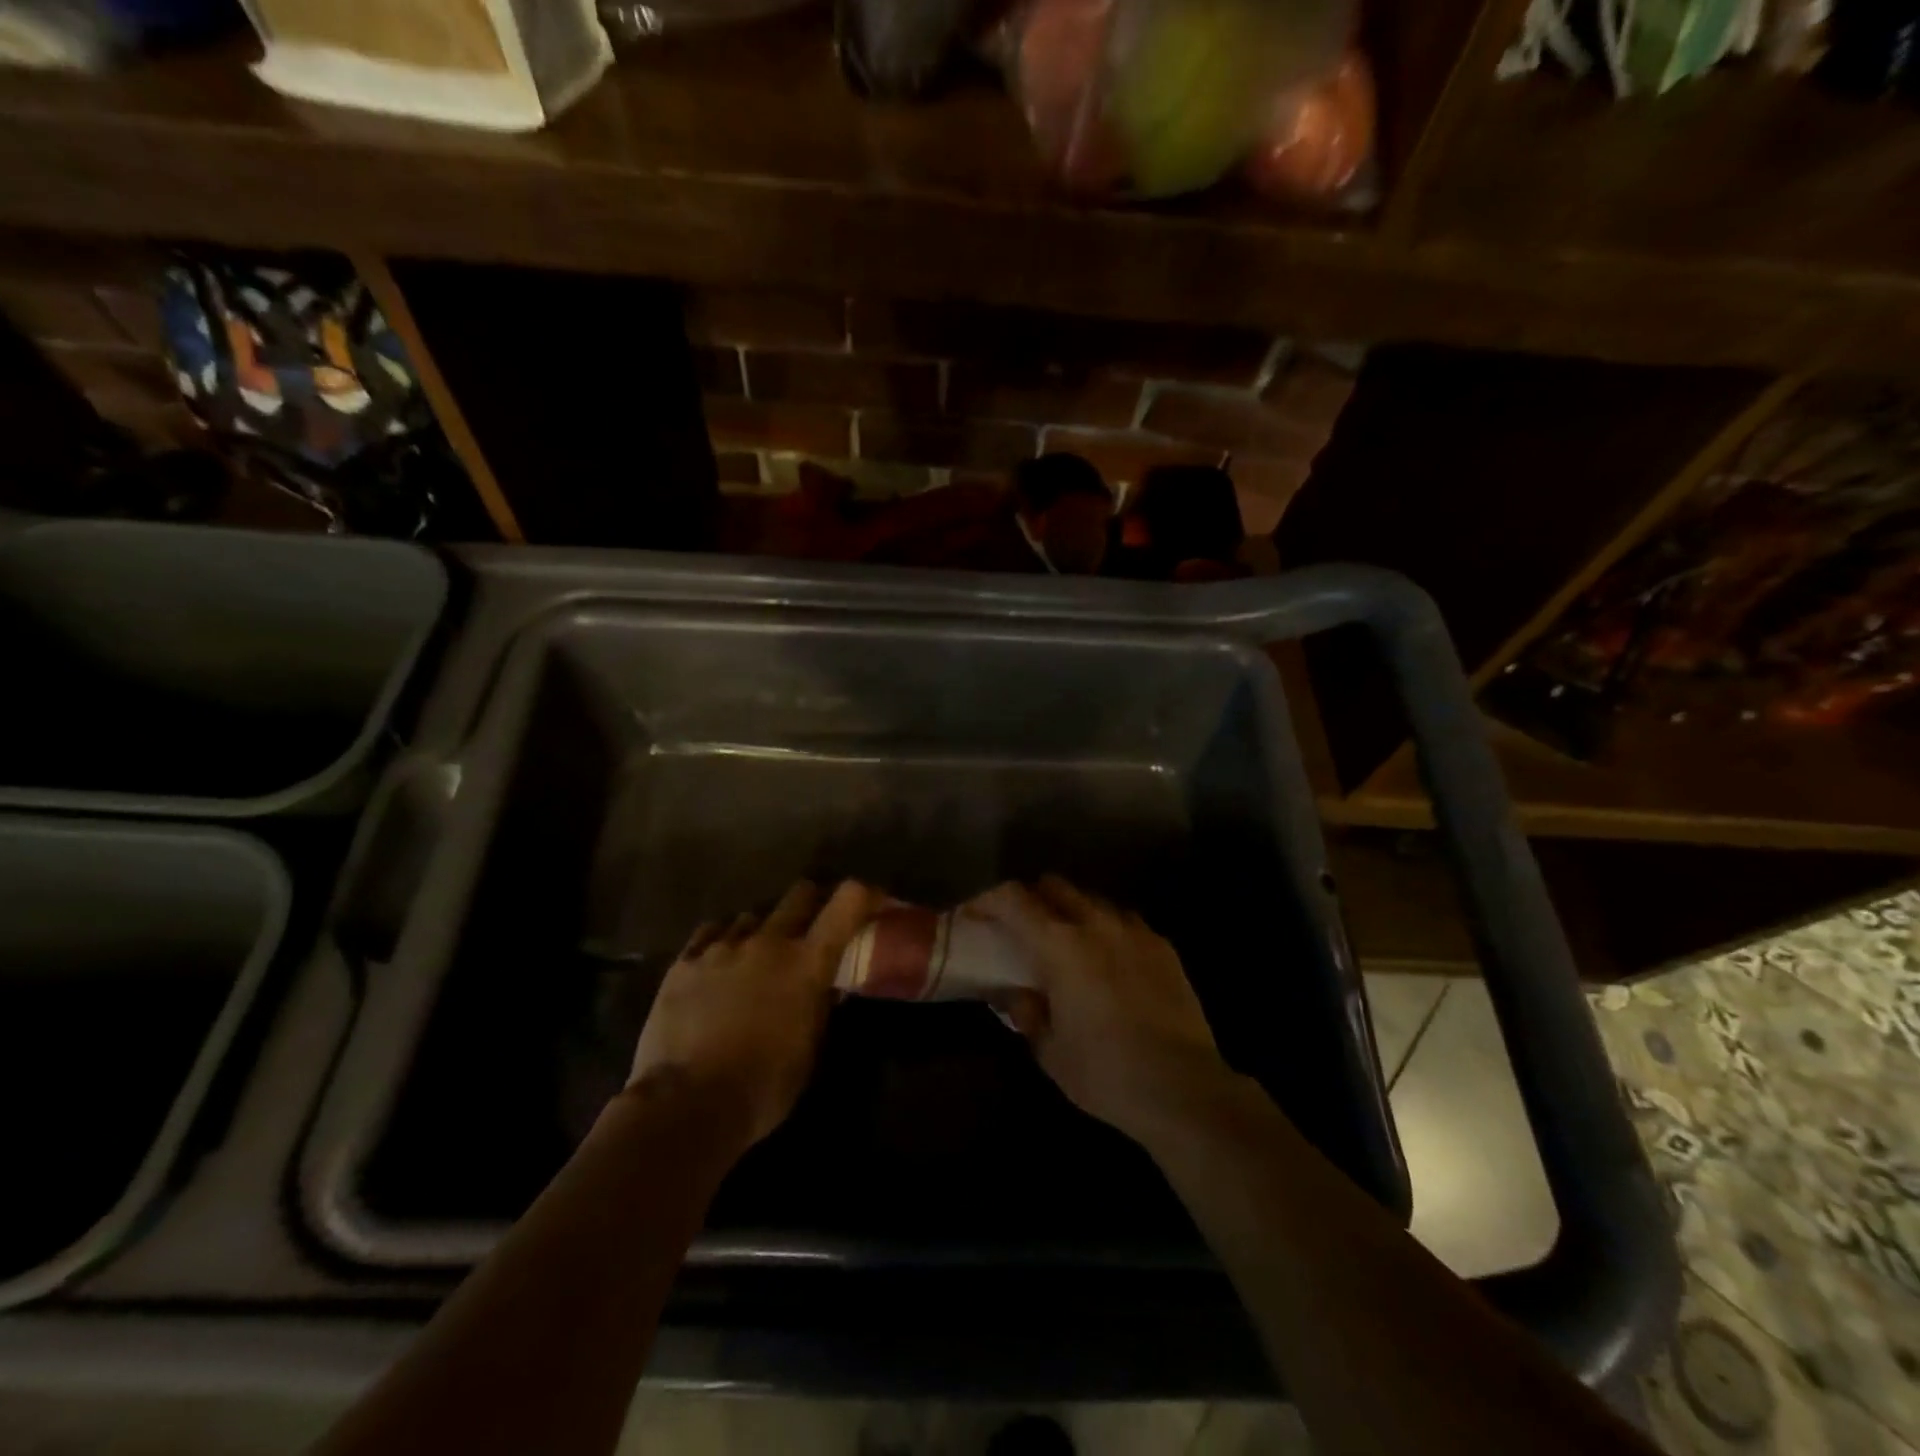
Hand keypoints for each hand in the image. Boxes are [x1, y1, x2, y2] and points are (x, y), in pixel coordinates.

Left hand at [627, 880, 879, 1152]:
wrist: (687, 1104)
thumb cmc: (764, 1086)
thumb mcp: (809, 1050)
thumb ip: (820, 1008)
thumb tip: (826, 987)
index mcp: (807, 963)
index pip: (847, 902)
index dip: (865, 894)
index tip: (873, 901)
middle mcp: (768, 941)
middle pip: (799, 894)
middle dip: (813, 901)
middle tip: (814, 924)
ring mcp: (722, 947)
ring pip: (752, 915)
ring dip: (764, 930)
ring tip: (758, 955)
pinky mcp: (684, 962)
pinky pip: (710, 934)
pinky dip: (722, 941)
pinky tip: (719, 963)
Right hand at [968, 876, 1235, 1145]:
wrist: (1183, 1088)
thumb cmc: (1105, 1073)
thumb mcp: (1050, 1051)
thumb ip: (1026, 1012)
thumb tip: (1014, 993)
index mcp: (1060, 945)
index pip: (1012, 898)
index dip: (987, 899)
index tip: (974, 914)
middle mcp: (1096, 924)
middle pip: (1054, 885)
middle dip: (1031, 899)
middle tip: (1021, 928)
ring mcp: (1134, 931)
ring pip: (1092, 899)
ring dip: (1072, 911)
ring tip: (1069, 944)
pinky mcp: (1163, 946)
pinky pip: (1125, 921)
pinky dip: (1107, 929)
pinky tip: (1109, 961)